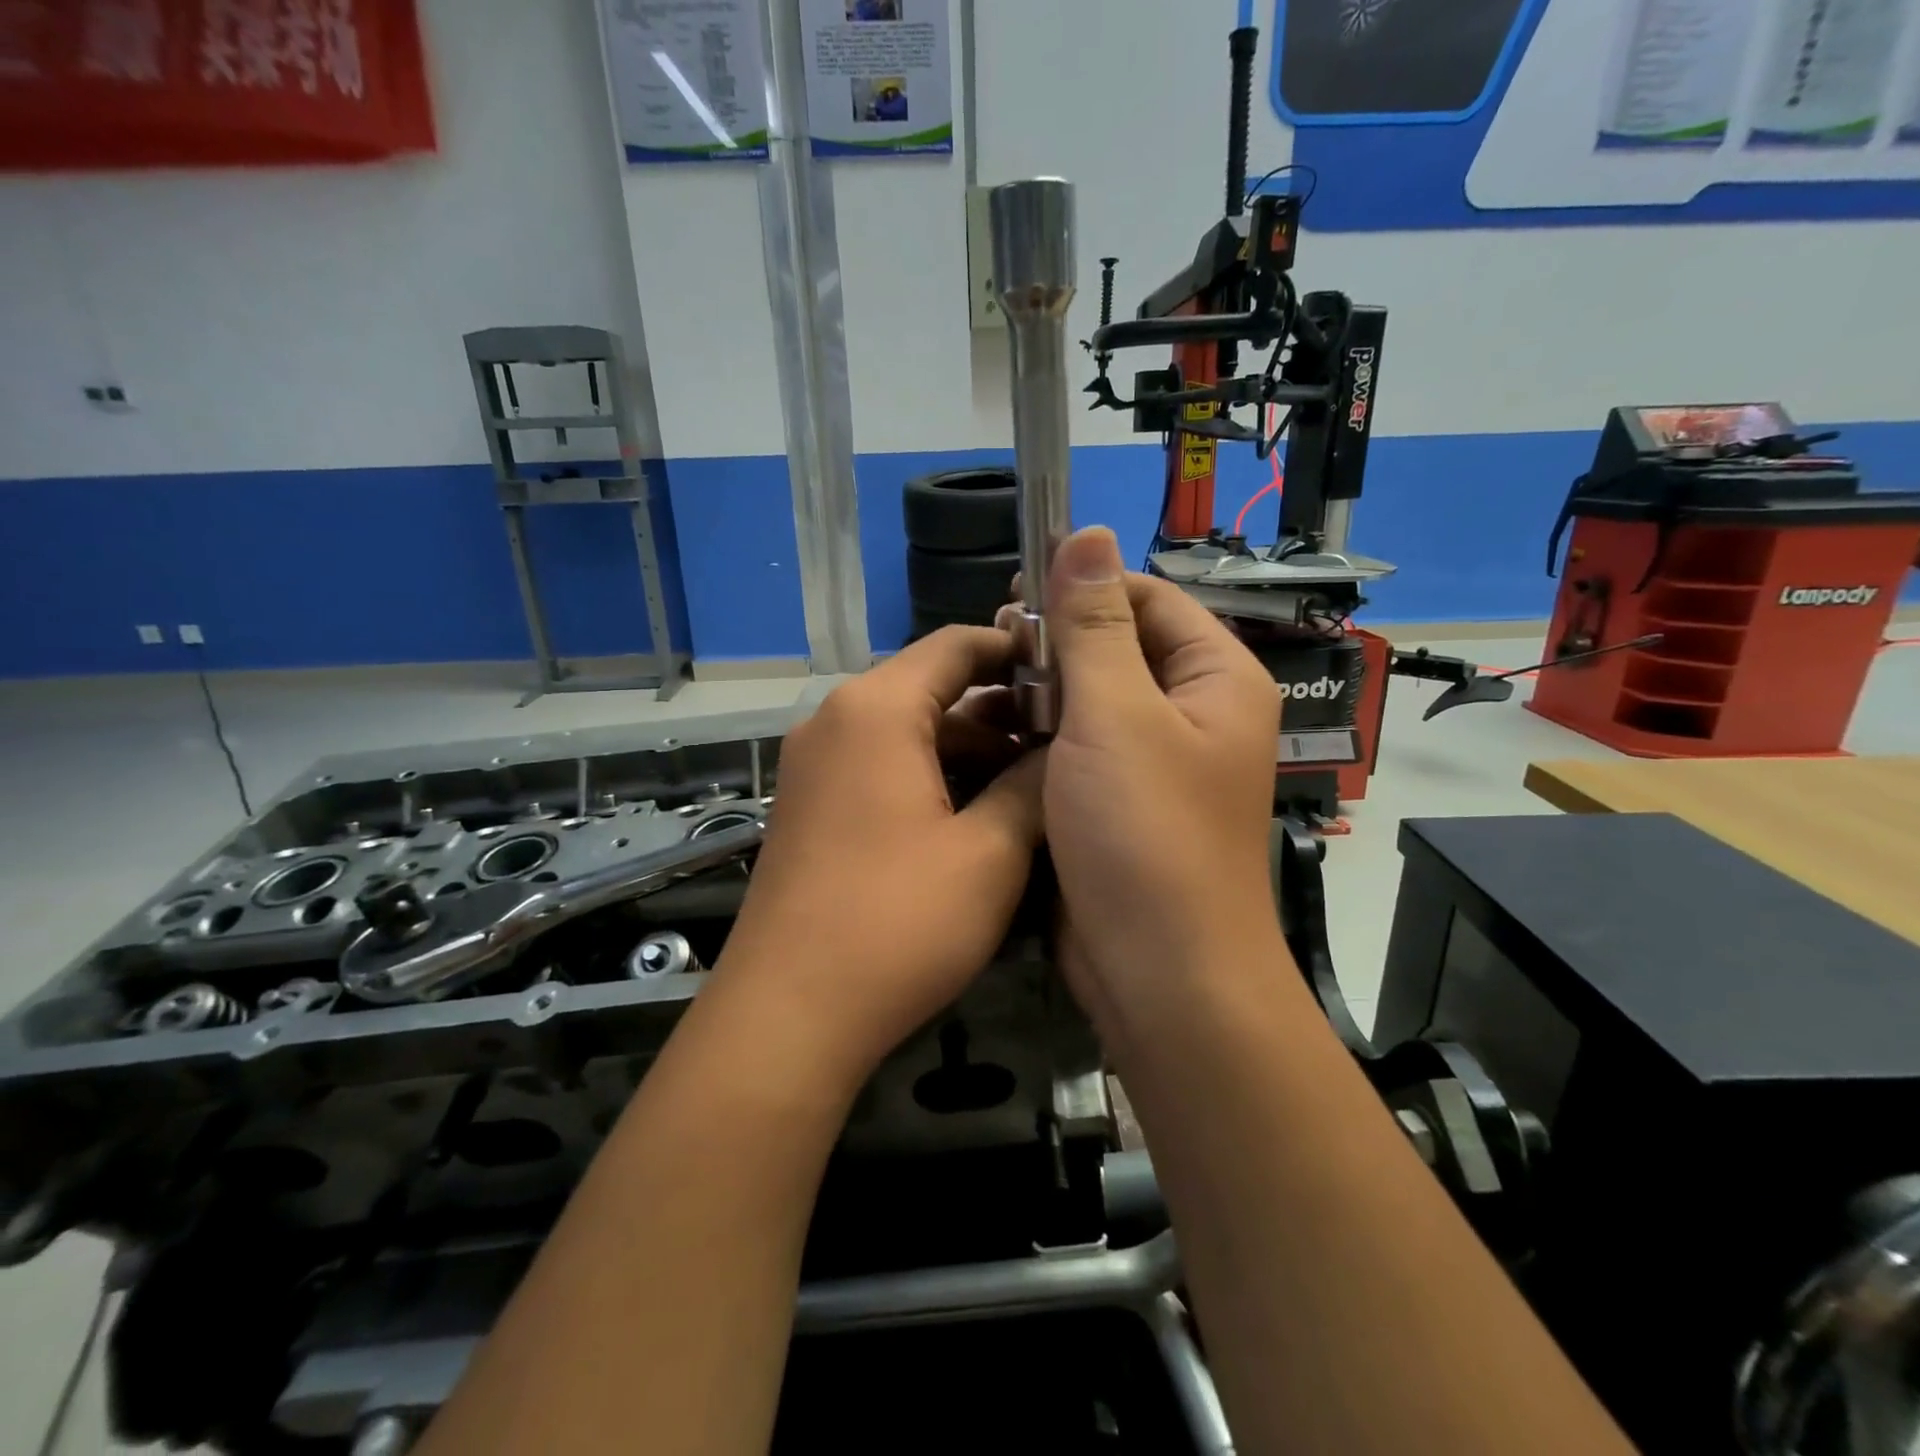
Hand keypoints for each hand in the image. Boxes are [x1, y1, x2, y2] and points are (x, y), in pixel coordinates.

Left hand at [714, 628, 1045, 1082]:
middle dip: (1001, 716)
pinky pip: (882, 770)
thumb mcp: (989, 853)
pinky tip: (977, 822)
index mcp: (876, 709)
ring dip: (969, 755)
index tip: (1072, 676)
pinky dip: (931, 781)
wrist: (787, 1015)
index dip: (1018, 652)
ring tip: (1032, 791)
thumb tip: (1064, 751)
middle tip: (1064, 748)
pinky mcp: (810, 807)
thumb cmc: (897, 923)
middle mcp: (836, 721)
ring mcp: (815, 766)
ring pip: (909, 735)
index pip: (957, 645)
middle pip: (932, 690)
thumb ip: (1032, 785)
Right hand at [1038, 527, 1282, 1049]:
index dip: (1084, 587)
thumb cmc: (1145, 835)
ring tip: (983, 697)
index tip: (1015, 595)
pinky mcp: (1120, 804)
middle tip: (994, 650)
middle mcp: (1193, 714)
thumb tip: (1088, 531)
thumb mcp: (1114, 716)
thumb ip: (1094, 624)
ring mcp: (1155, 763)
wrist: (1160, 976)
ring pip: (1091, 702)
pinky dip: (1040, 740)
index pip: (1148, 598)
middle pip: (1118, 649)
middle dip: (1056, 646)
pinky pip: (1079, 750)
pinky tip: (993, 740)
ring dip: (1041, 694)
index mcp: (1215, 679)